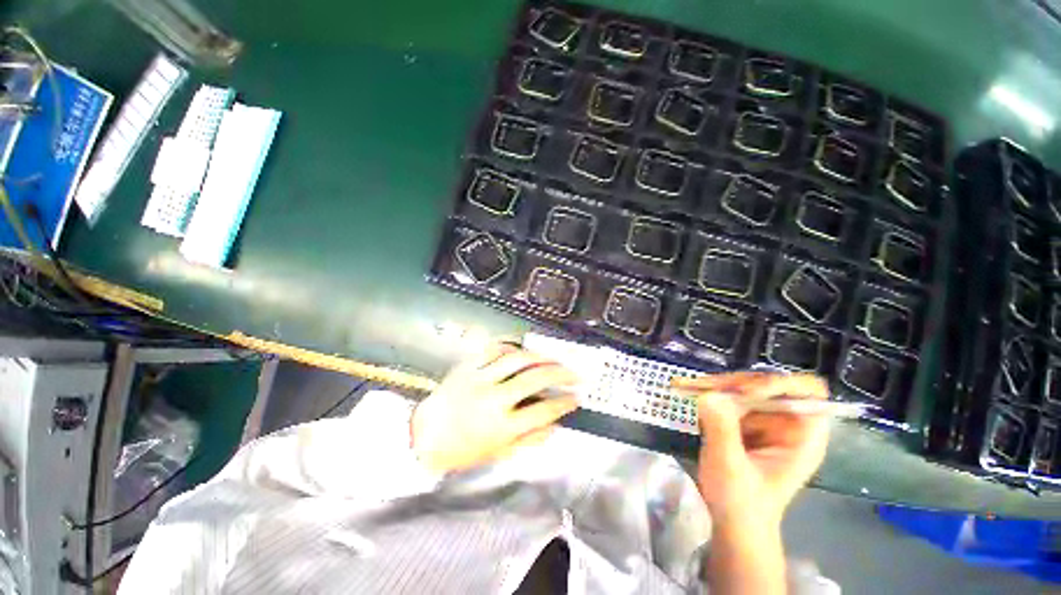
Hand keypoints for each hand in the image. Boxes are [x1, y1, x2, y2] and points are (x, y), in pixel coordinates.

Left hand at [411, 343, 578, 472]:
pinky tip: (521, 350)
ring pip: (516, 359)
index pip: (543, 411)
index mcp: (501, 426)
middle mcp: (493, 399)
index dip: (564, 403)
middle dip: (560, 373)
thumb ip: (529, 439)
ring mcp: (479, 379)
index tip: (577, 397)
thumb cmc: (462, 450)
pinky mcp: (467, 366)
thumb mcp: (498, 453)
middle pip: (534, 379)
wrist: (422, 436)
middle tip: (574, 372)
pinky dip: (510, 346)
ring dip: (540, 356)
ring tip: (553, 357)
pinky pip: (493, 349)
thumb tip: (556, 424)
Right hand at [672, 372, 830, 529]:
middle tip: (705, 387)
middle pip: (769, 384)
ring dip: (719, 385)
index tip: (744, 392)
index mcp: (802, 437)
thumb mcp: (730, 467)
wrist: (732, 523)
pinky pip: (729, 396)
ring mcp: (764, 420)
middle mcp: (786, 423)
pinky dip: (710, 392)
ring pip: (746, 386)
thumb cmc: (740, 503)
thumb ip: (722, 429)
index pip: (808, 393)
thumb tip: (709, 393)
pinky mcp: (744, 421)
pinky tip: (689, 391)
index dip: (779, 385)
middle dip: (737, 383)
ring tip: (689, 387)